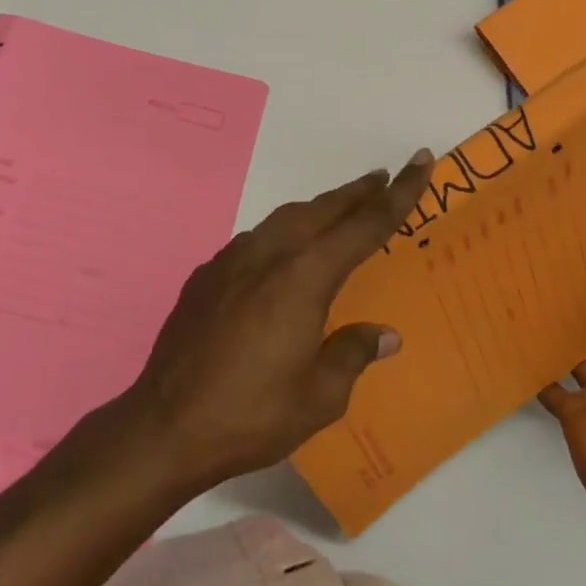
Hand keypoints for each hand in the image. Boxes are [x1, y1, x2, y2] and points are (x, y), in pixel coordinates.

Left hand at [122, 151, 434, 489]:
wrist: (165, 424)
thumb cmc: (252, 414)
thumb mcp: (319, 397)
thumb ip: (352, 354)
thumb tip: (382, 334)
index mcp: (305, 275)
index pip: (365, 224)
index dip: (399, 192)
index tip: (421, 160)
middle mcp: (270, 252)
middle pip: (324, 209)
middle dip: (358, 192)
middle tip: (383, 180)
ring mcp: (233, 257)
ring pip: (287, 217)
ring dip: (319, 210)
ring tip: (340, 211)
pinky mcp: (208, 272)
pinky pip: (257, 239)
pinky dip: (283, 234)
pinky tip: (284, 256)